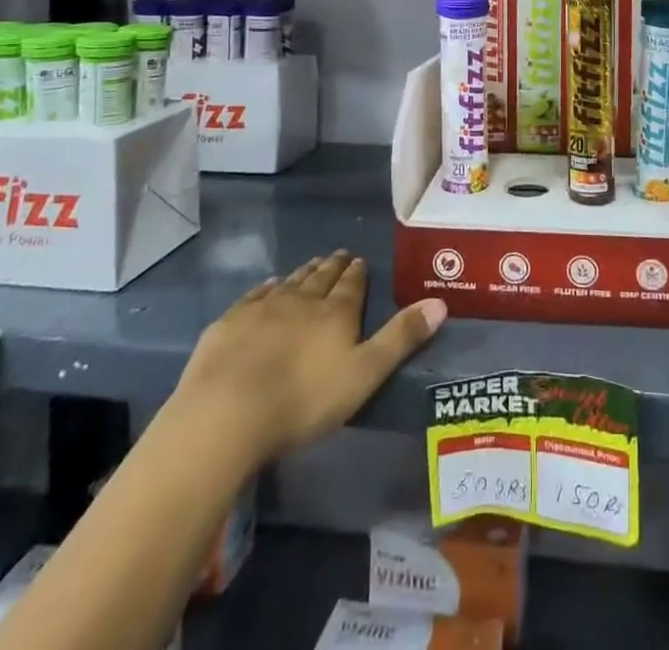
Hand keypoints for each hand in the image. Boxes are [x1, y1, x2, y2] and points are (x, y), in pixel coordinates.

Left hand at [176, 252, 445, 462]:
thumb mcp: (364, 375)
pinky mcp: (231, 322)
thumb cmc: (303, 400)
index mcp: (336, 312)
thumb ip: (401, 339)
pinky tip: (269, 286)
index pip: (352, 284)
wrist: (227, 413)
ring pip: (290, 282)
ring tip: (311, 265)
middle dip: (333, 266)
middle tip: (340, 255)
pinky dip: (267, 288)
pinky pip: (255, 295)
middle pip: (321, 278)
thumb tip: (440, 303)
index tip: (360, 260)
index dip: (358, 272)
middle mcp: (302, 300)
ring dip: (303, 273)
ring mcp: (263, 308)